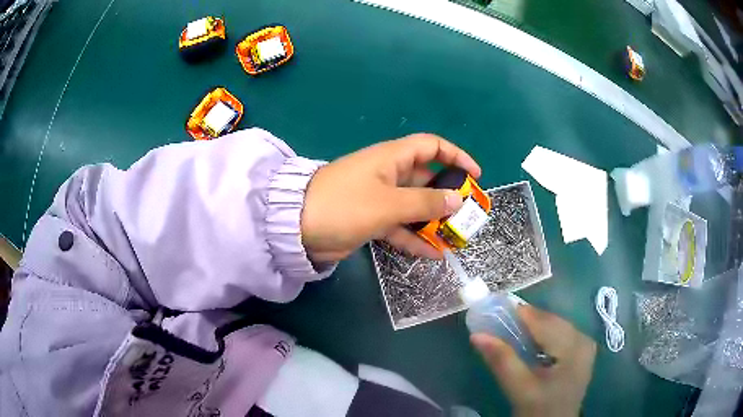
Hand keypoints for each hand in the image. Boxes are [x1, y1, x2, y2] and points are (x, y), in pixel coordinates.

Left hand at [301, 134, 480, 262]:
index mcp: (392, 158)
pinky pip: (400, 226)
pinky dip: (415, 238)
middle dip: (448, 196)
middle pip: (427, 179)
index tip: (475, 175)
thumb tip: (457, 200)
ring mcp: (380, 198)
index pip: (431, 146)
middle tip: (467, 215)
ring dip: (434, 222)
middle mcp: (388, 174)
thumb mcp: (389, 203)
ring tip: (455, 239)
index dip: (456, 156)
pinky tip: (433, 254)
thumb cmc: (345, 205)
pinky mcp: (371, 219)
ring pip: (415, 206)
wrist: (298, 227)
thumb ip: (425, 203)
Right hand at [471, 305, 595, 416]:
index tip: (491, 313)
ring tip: (509, 335)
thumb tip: (477, 335)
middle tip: (496, 327)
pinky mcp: (580, 351)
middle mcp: (583, 338)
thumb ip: (502, 360)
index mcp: (573, 345)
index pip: (543, 320)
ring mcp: (584, 344)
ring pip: (553, 325)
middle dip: (523, 323)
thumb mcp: (520, 388)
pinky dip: (540, 336)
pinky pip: (558, 334)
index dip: (517, 314)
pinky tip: (528, 346)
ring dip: (531, 329)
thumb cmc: (540, 410)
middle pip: (549, 321)